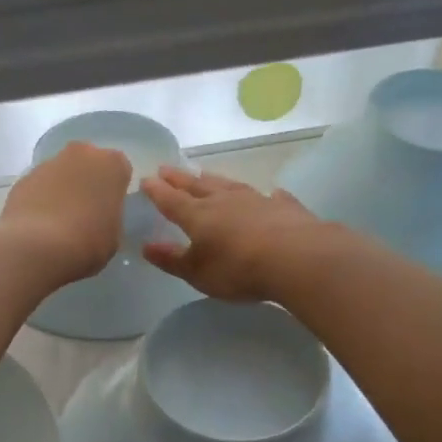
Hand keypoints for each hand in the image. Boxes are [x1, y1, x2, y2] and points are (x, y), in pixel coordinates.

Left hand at [0, 140, 131, 284]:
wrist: (36, 247)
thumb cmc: (87, 242)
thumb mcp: (114, 236)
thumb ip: (110, 217)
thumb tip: (99, 216)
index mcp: (112, 164)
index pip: (120, 170)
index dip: (114, 191)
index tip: (109, 210)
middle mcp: (81, 154)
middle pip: (88, 164)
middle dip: (87, 182)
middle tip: (85, 213)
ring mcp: (48, 163)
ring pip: (62, 173)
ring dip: (62, 190)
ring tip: (59, 223)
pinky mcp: (23, 178)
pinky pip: (39, 187)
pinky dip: (40, 200)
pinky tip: (39, 225)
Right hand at [141, 167, 320, 301]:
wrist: (296, 258)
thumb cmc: (238, 269)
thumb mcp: (198, 272)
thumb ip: (172, 259)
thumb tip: (147, 246)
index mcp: (198, 216)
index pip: (171, 200)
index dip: (157, 191)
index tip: (146, 179)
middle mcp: (225, 201)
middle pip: (198, 186)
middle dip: (180, 179)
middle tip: (166, 168)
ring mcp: (257, 200)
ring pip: (230, 185)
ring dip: (215, 180)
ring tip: (205, 174)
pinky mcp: (285, 207)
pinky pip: (271, 196)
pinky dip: (266, 194)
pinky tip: (270, 192)